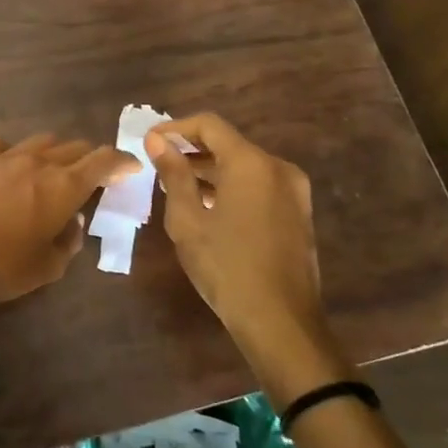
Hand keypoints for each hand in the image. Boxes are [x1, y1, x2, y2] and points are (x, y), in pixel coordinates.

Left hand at [0, 133, 136, 302]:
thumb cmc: (5, 268)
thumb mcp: (50, 266)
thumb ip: (70, 239)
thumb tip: (71, 219)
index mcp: (64, 187)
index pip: (103, 161)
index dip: (121, 161)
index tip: (129, 167)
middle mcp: (39, 162)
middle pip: (74, 147)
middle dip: (87, 159)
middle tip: (88, 176)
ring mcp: (5, 155)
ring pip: (40, 141)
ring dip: (53, 153)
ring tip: (48, 170)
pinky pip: (2, 144)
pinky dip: (12, 153)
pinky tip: (7, 167)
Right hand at [144, 113, 350, 401]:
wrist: (280, 321)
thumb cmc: (226, 266)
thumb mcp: (188, 220)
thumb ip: (173, 174)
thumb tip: (157, 140)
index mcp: (252, 163)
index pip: (209, 125)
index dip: (175, 127)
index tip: (149, 141)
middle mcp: (278, 168)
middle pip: (228, 143)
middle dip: (191, 149)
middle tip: (158, 163)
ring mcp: (293, 192)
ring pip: (244, 166)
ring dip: (210, 170)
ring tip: (176, 186)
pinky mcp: (298, 214)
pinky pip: (258, 185)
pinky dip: (231, 186)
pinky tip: (207, 206)